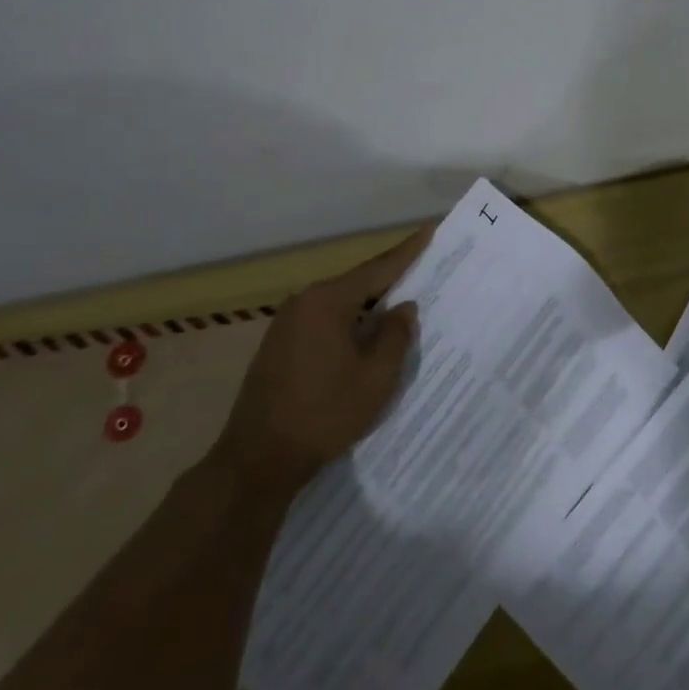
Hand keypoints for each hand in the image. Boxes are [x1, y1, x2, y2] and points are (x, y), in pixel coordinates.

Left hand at [220, 224, 433, 488]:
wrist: (258, 459)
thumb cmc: (325, 414)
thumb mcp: (375, 377)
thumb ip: (395, 335)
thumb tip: (404, 307)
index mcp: (328, 301)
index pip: (378, 268)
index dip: (408, 251)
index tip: (430, 229)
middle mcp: (304, 301)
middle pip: (358, 283)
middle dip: (390, 279)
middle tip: (424, 269)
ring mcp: (287, 323)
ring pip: (340, 303)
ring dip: (369, 305)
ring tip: (401, 302)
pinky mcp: (279, 344)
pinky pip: (324, 320)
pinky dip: (349, 321)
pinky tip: (366, 334)